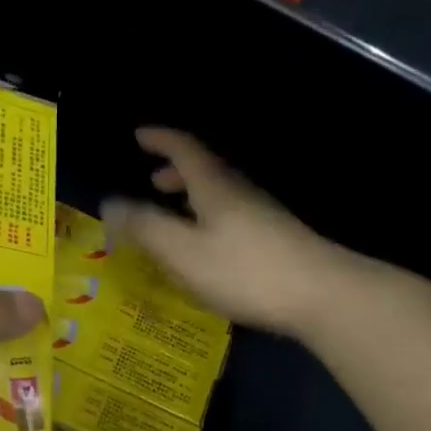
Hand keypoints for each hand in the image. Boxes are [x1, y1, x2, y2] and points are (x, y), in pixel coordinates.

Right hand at [101, 128, 356, 336]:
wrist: (321, 295)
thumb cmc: (244, 270)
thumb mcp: (182, 251)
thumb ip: (145, 227)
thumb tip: (110, 203)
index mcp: (215, 186)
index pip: (184, 149)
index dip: (161, 139)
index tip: (140, 135)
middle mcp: (240, 192)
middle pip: (206, 170)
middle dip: (176, 172)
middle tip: (154, 183)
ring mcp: (263, 215)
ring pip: (221, 194)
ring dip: (194, 197)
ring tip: (176, 216)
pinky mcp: (276, 239)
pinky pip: (233, 216)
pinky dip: (210, 218)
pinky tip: (208, 248)